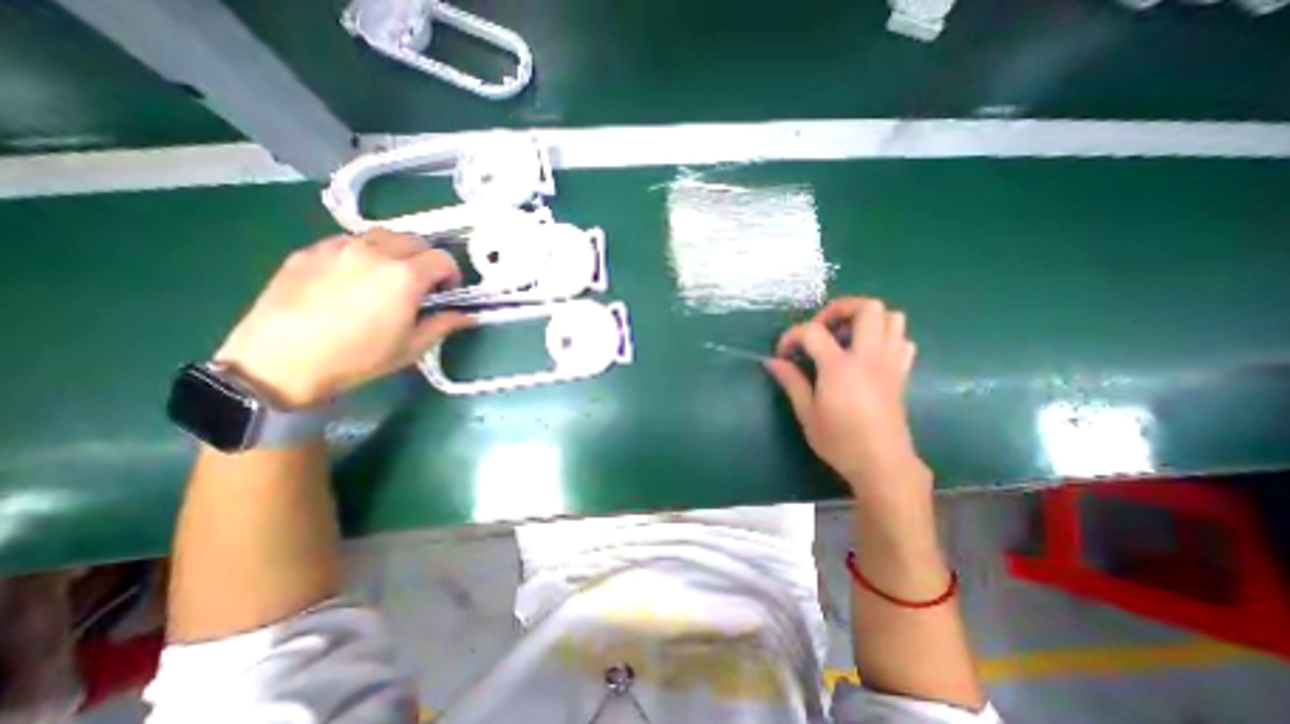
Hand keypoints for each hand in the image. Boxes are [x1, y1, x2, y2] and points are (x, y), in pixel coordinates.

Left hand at [213, 228, 471, 407]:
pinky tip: (354, 278)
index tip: (445, 293)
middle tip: (421, 285)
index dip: (452, 275)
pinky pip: (349, 241)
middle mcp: (376, 252)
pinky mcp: (310, 251)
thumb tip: (468, 316)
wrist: (279, 362)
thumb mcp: (412, 346)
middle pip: (415, 240)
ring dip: (397, 252)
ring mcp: (339, 247)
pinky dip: (364, 253)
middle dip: (426, 260)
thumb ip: (444, 324)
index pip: (443, 259)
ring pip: (383, 235)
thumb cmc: (358, 358)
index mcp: (405, 276)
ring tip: (388, 277)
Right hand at [759, 296, 932, 506]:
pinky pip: (902, 340)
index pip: (812, 331)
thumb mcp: (806, 413)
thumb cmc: (839, 441)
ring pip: (892, 317)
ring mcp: (890, 362)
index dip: (792, 336)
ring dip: (865, 319)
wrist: (881, 464)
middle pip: (867, 308)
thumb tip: (771, 361)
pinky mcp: (901, 373)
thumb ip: (791, 381)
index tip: (783, 353)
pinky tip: (866, 353)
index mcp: (840, 367)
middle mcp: (869, 356)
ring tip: (844, 337)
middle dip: (839, 309)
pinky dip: (885, 336)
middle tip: (820, 329)